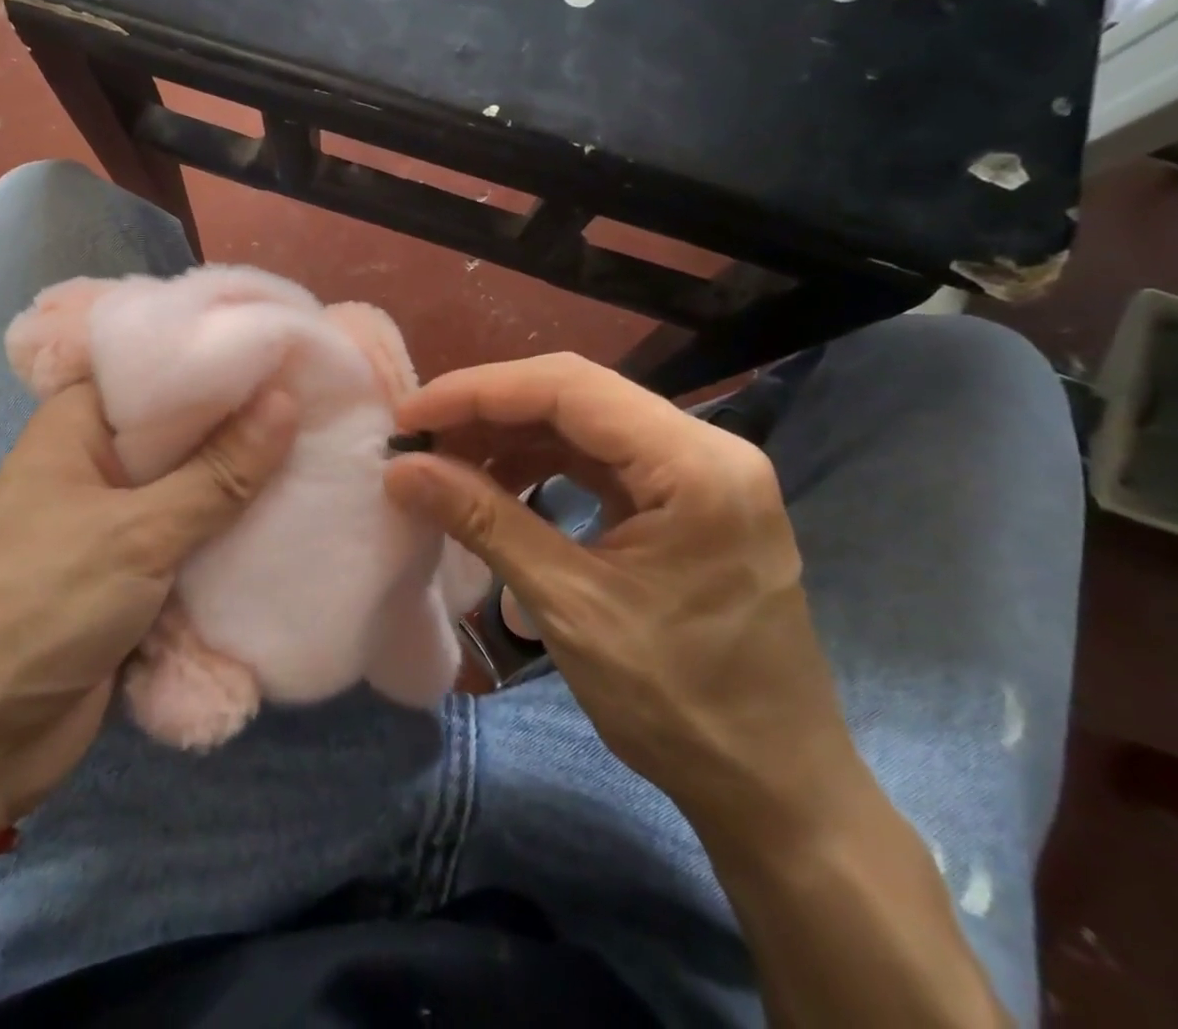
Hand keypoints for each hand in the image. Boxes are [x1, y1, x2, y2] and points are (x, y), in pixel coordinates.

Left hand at [0, 382, 296, 834]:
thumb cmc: (37, 606)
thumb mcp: (136, 533)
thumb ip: (217, 473)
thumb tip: (286, 400)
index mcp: (78, 426)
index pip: (160, 370)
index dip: (221, 359)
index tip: (291, 349)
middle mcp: (98, 464)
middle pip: (185, 434)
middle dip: (247, 429)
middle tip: (328, 403)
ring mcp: (117, 523)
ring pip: (195, 491)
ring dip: (246, 489)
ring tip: (328, 455)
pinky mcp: (134, 577)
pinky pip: (194, 544)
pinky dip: (232, 540)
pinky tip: (296, 521)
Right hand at [383, 354, 856, 831]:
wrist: (775, 790)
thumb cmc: (682, 706)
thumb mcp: (570, 607)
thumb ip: (484, 522)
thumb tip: (402, 469)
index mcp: (696, 465)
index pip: (569, 388)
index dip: (478, 392)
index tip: (410, 416)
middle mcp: (706, 447)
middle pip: (576, 394)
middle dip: (488, 410)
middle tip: (420, 438)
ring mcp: (699, 471)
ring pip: (583, 421)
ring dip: (510, 435)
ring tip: (448, 463)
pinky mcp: (685, 498)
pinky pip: (599, 457)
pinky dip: (540, 463)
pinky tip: (498, 486)